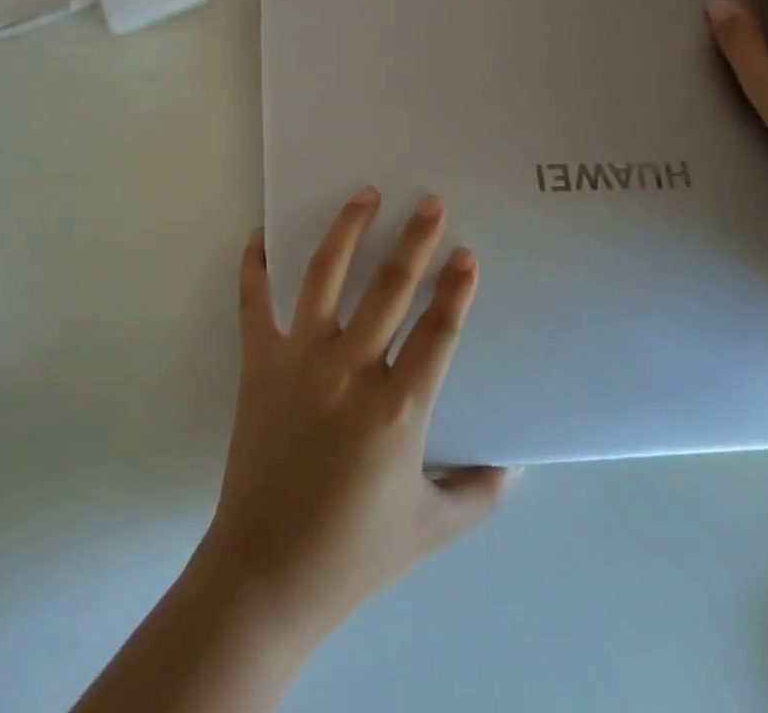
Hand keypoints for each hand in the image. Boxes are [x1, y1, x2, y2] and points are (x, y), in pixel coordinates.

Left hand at [193, 190, 510, 649]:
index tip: (466, 254)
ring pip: (324, 276)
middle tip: (429, 203)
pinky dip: (255, 266)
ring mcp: (299, 360)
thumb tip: (514, 467)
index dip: (455, 289)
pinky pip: (254, 302)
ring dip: (347, 230)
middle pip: (389, 289)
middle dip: (414, 241)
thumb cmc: (353, 553)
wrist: (267, 573)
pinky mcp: (258, 362)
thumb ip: (477, 493)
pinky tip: (259, 234)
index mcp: (397, 410)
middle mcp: (349, 371)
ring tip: (364, 194)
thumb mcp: (430, 528)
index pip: (437, 332)